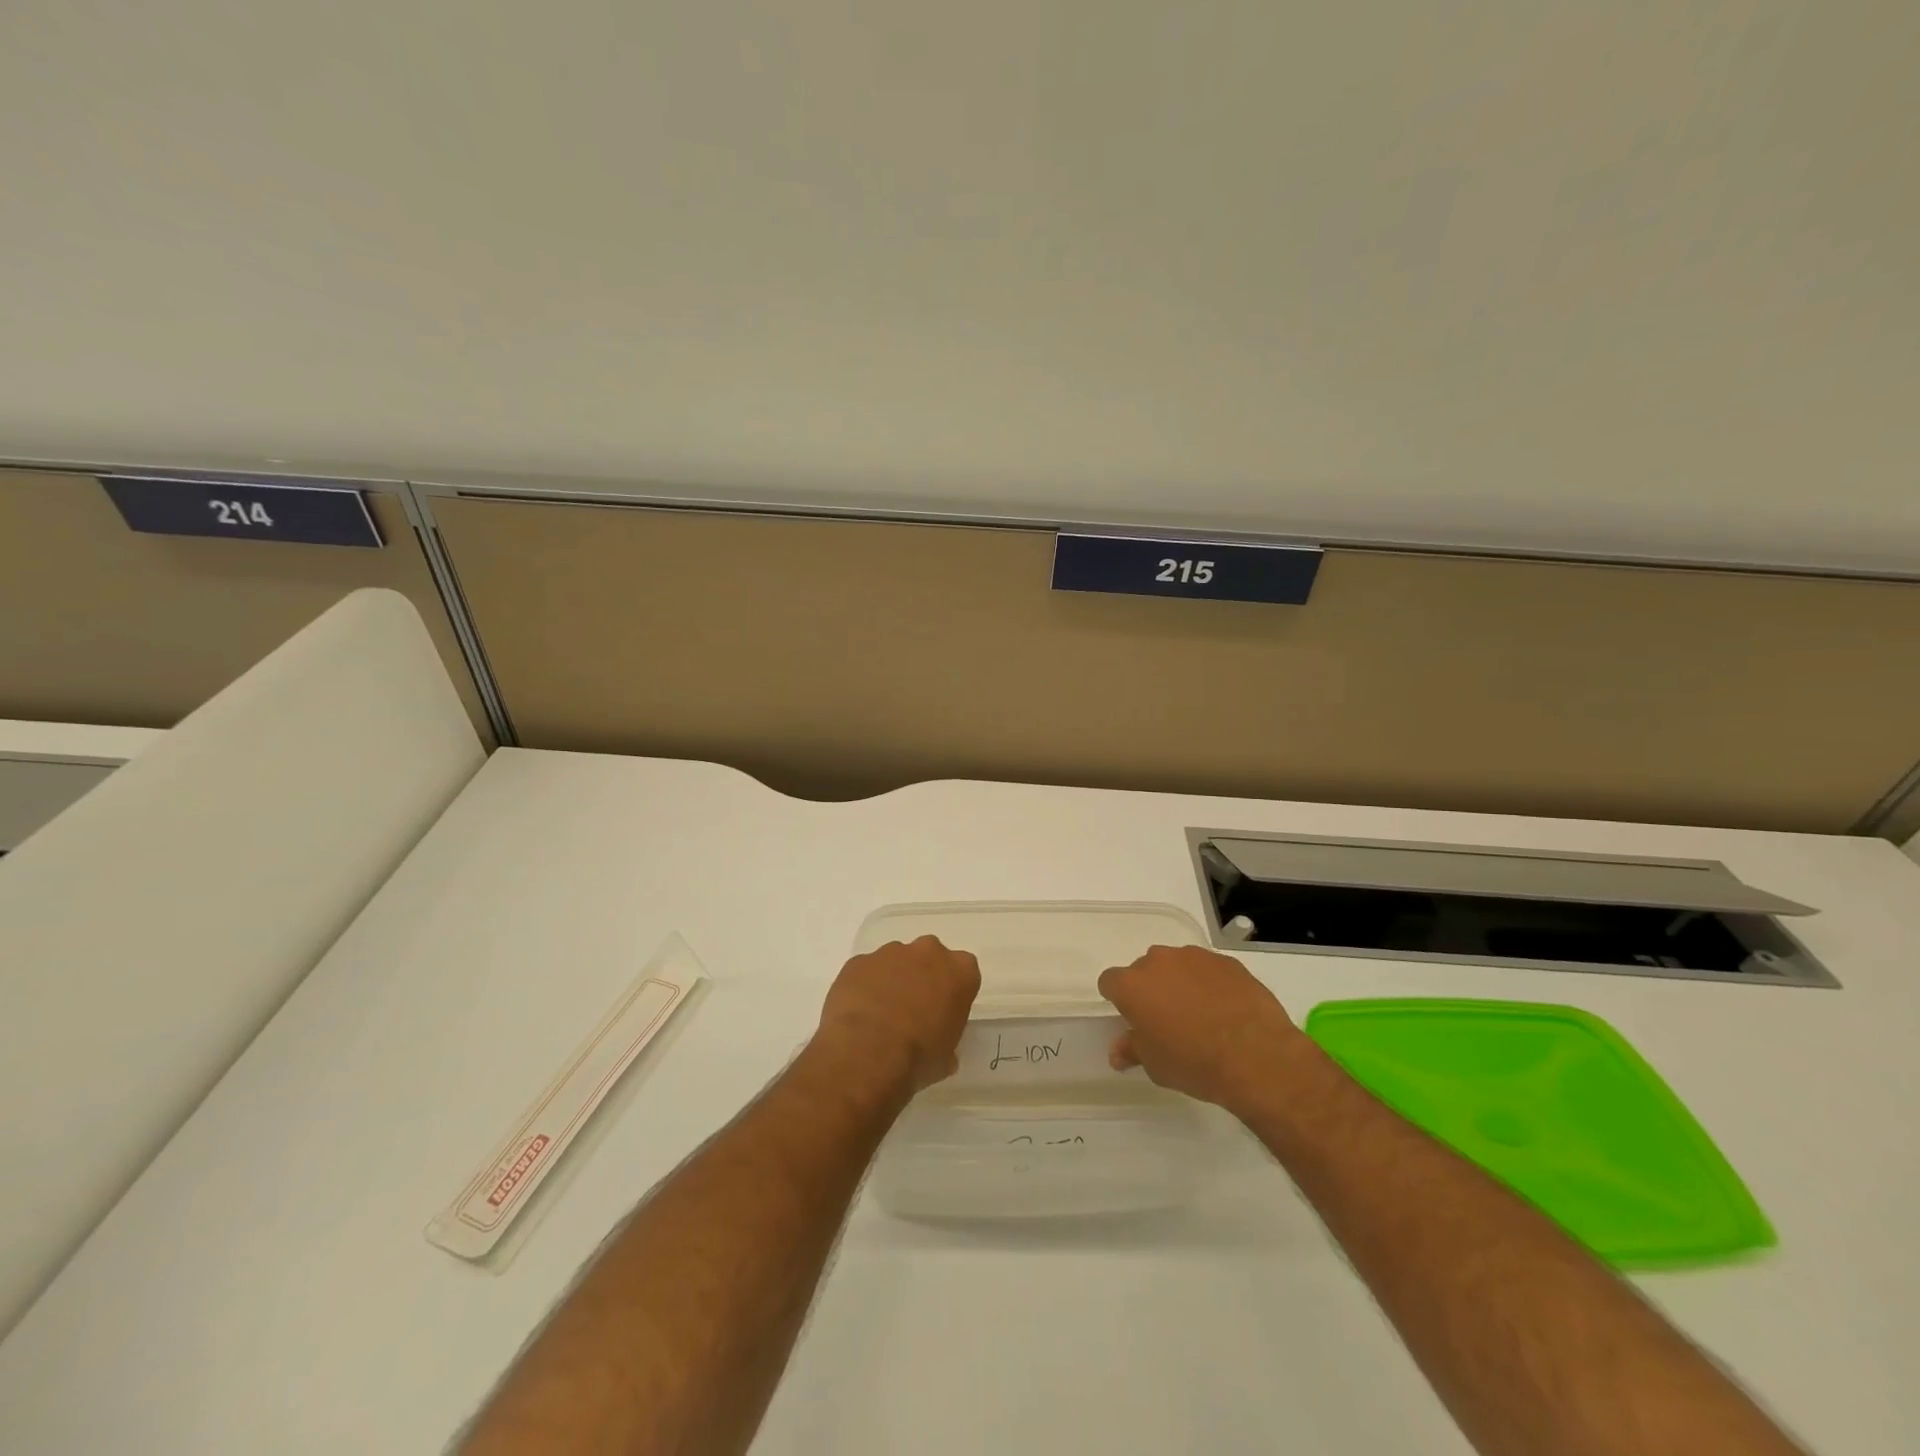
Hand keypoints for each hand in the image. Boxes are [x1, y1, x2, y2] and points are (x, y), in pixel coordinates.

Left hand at [815, 936, 981, 1092]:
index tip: (943, 1013)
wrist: (868, 1053)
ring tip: (880, 1016)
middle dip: (922, 977)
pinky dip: (863, 987)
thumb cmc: (919, 1056)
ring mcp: (890, 953)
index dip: (952, 992)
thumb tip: (940, 1051)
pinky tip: (858, 1014)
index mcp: (960, 971)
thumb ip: (946, 1040)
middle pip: (929, 958)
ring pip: (895, 961)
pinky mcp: (858, 961)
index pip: (964, 972)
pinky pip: (865, 971)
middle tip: (913, 1010)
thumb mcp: (946, 1057)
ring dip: (891, 980)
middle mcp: (928, 952)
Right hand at [1098, 945, 1302, 1112]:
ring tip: (1199, 1014)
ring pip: (1177, 965)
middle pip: (1144, 970)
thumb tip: (1117, 1052)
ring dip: (1180, 982)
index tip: (1132, 1019)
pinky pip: (1207, 969)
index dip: (1118, 999)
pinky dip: (1209, 983)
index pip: (1110, 982)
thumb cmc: (1194, 1063)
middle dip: (1150, 989)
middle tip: (1166, 1020)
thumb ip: (1133, 1050)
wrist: (1255, 1055)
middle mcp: (1158, 962)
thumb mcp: (1156, 1066)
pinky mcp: (1225, 961)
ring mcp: (1194, 957)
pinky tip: (1225, 1009)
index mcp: (1132, 985)